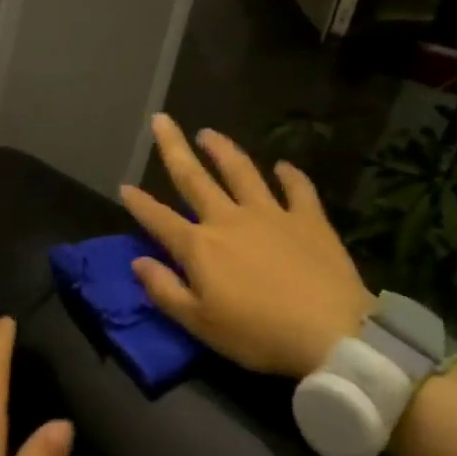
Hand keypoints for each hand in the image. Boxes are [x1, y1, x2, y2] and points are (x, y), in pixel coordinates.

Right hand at [120, 113, 373, 379]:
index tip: (124, 186)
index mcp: (199, 247)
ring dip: (223, 150)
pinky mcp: (308, 220)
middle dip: (174, 148)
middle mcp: (229, 220)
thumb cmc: (257, 334)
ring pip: (241, 172)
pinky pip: (297, 189)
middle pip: (194, 178)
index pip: (159, 219)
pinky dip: (289, 175)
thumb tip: (138, 262)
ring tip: (208, 134)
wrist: (331, 334)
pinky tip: (283, 166)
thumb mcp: (199, 323)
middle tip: (161, 120)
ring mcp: (271, 215)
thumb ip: (164, 290)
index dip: (139, 203)